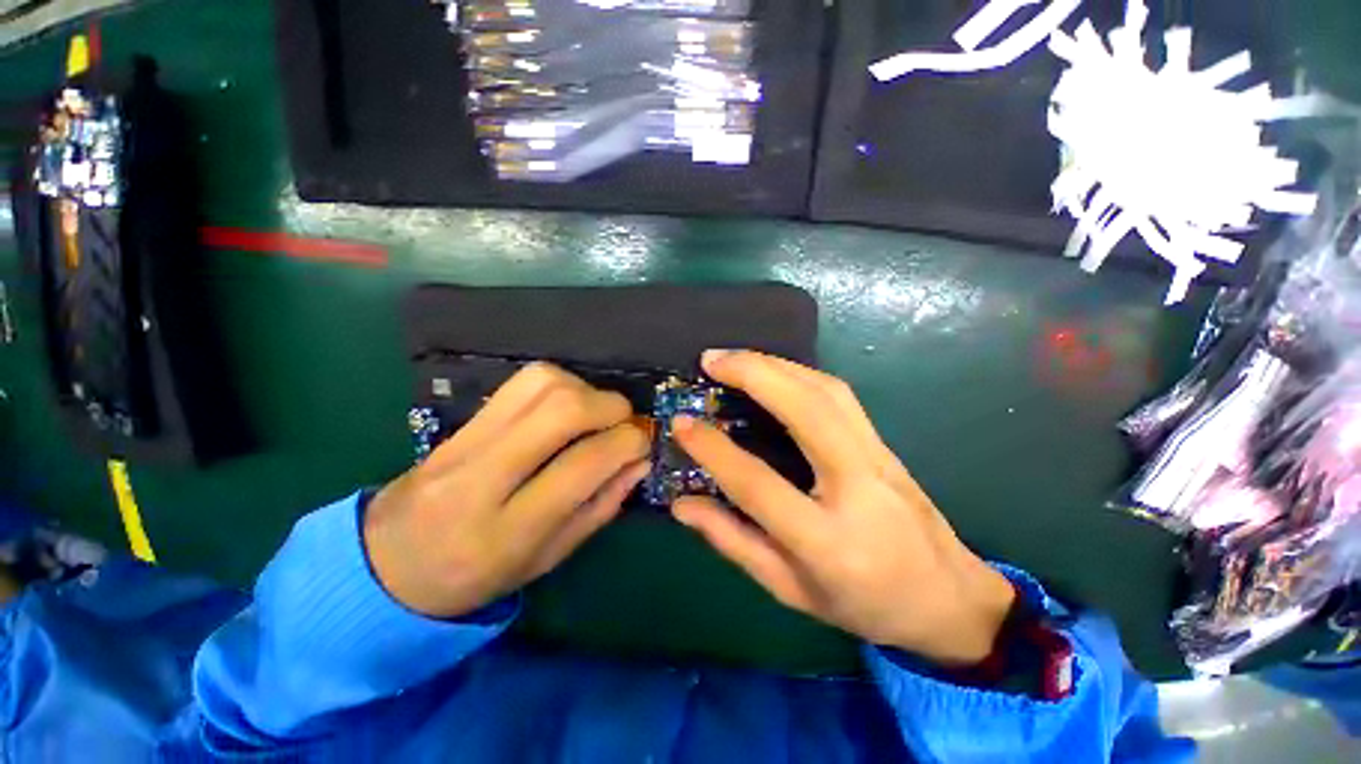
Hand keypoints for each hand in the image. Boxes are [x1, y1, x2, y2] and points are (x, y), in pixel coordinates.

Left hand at [364, 363, 649, 618]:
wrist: (389, 562)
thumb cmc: (479, 574)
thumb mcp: (548, 558)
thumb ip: (600, 506)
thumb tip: (640, 460)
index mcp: (509, 530)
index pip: (583, 464)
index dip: (628, 443)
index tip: (643, 442)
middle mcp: (483, 476)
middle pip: (562, 410)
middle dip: (610, 407)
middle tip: (624, 422)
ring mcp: (467, 439)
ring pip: (541, 383)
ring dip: (585, 390)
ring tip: (595, 415)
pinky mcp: (463, 418)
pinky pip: (522, 381)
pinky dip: (559, 384)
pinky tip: (565, 408)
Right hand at [672, 350, 1015, 665]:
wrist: (950, 600)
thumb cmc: (863, 605)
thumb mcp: (789, 589)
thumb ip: (732, 542)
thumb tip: (682, 504)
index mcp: (828, 543)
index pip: (759, 484)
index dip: (714, 449)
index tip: (682, 422)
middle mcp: (859, 488)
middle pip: (806, 411)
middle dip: (754, 374)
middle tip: (711, 359)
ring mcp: (879, 458)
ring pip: (827, 391)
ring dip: (777, 364)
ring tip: (736, 358)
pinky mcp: (884, 443)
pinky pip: (840, 395)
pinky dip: (800, 373)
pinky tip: (775, 370)